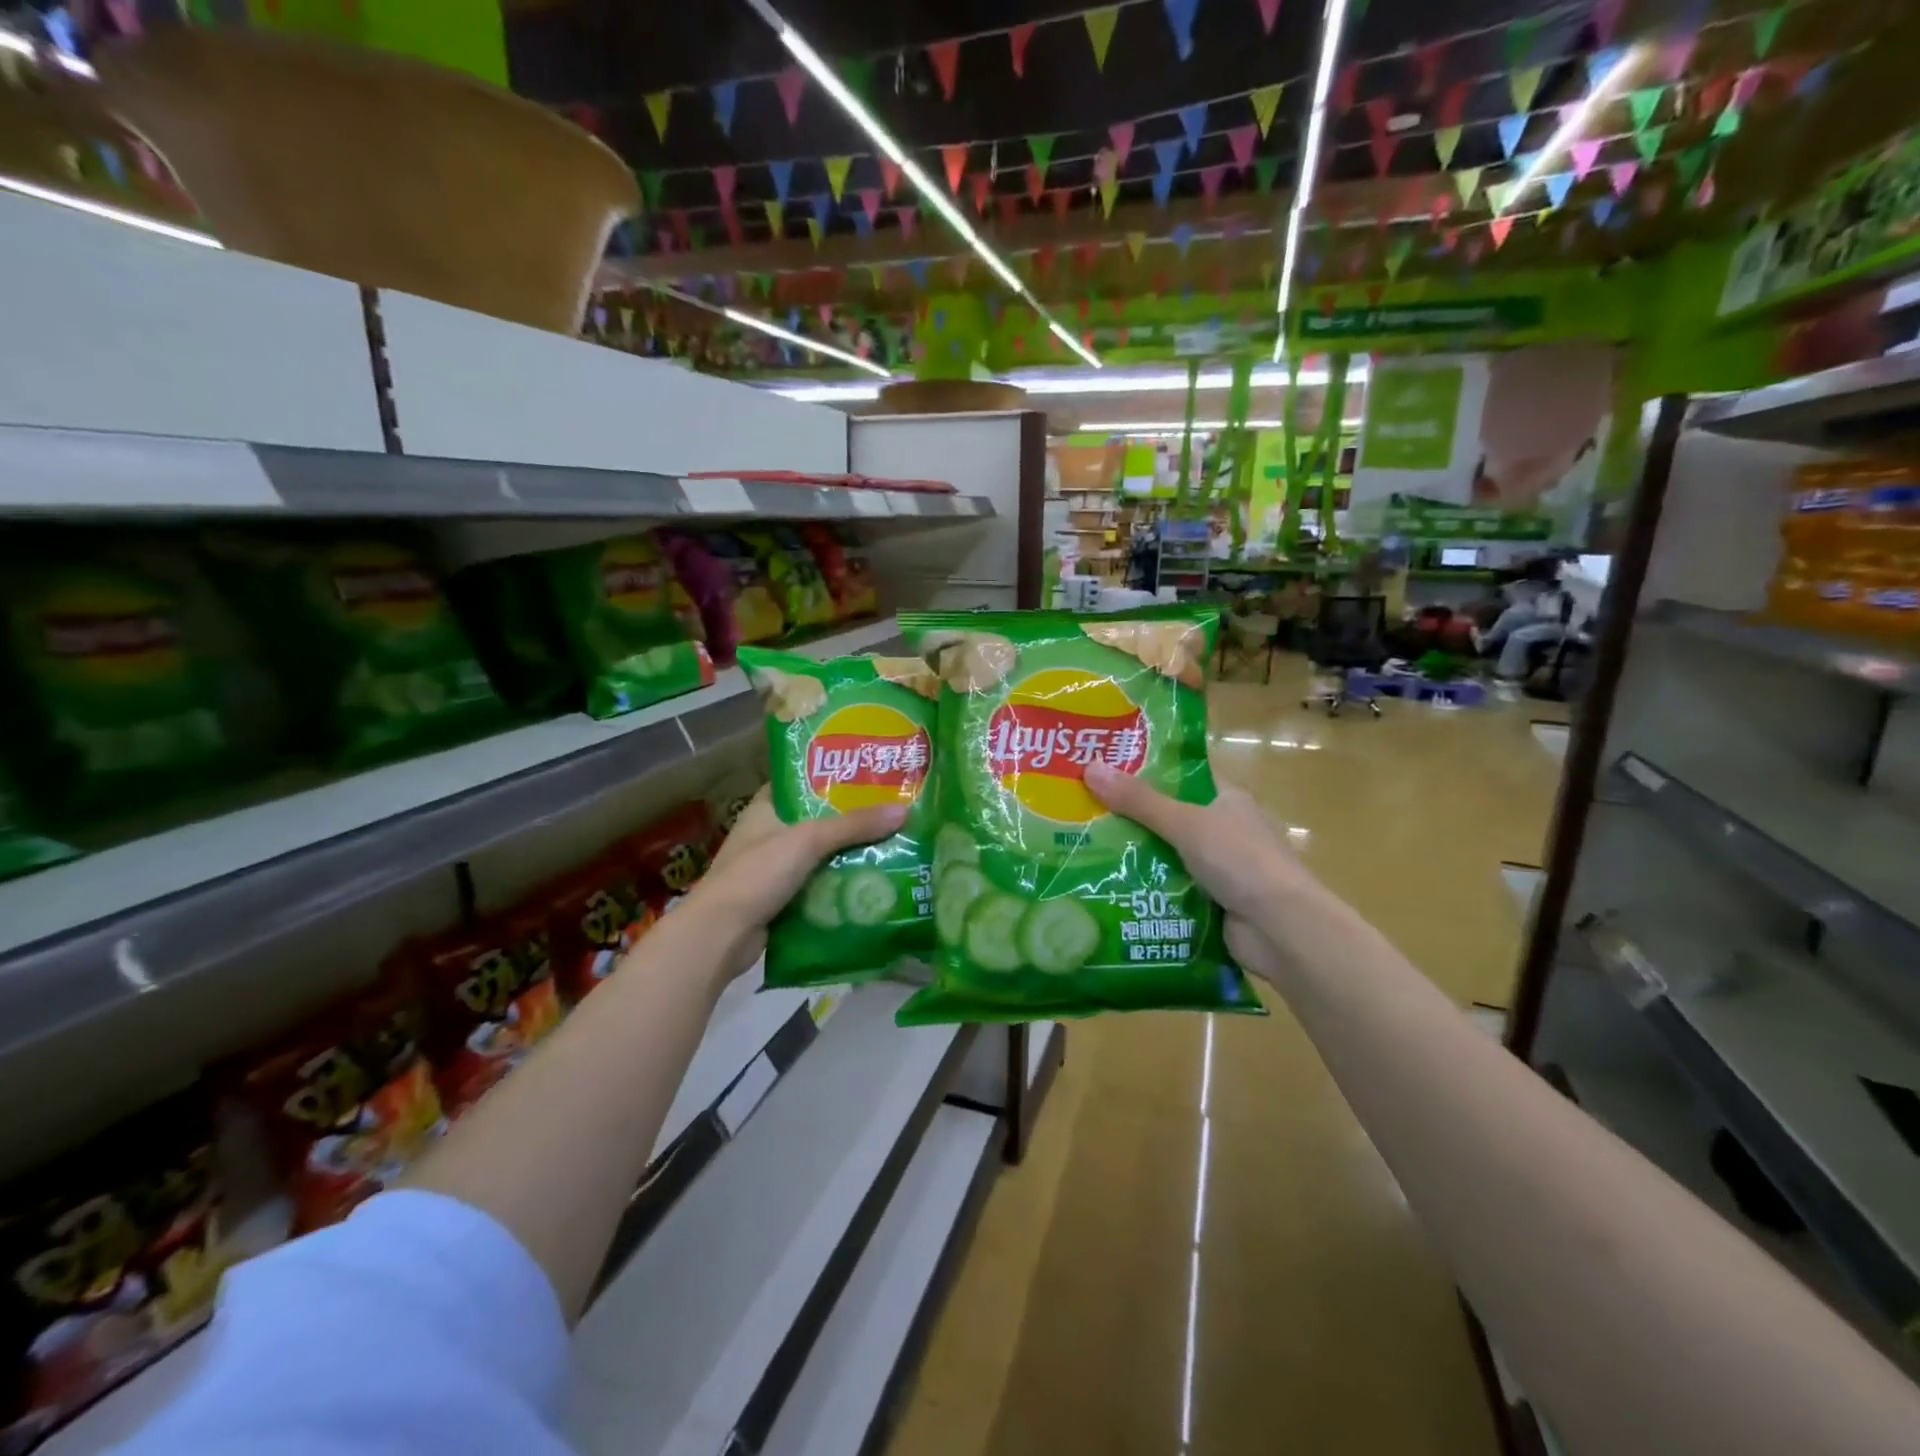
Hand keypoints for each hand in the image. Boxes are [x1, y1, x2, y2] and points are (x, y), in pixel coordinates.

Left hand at [681, 789, 906, 983]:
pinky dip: (839, 883)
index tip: (868, 774)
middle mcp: (768, 834)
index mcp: (765, 808)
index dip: (831, 776)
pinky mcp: (780, 899)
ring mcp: (772, 869)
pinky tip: (871, 881)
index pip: (800, 781)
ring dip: (848, 854)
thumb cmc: (757, 874)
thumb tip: (904, 811)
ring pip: (819, 854)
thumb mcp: (808, 840)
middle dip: (850, 819)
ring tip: (892, 844)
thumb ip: (854, 826)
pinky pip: (817, 884)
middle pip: (816, 819)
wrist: (720, 936)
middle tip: (891, 811)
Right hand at [1082, 760, 1333, 984]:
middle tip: (1083, 812)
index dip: (1148, 770)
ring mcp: (1221, 869)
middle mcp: (1225, 830)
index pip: (1184, 775)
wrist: (1282, 930)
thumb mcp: (1186, 823)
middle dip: (1131, 817)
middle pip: (1171, 817)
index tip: (1106, 768)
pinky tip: (1111, 887)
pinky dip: (1148, 889)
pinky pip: (1172, 889)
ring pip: (1168, 855)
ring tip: (1085, 850)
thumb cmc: (1241, 861)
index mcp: (1228, 799)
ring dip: (1136, 856)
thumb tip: (1090, 767)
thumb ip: (1139, 801)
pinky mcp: (1213, 902)